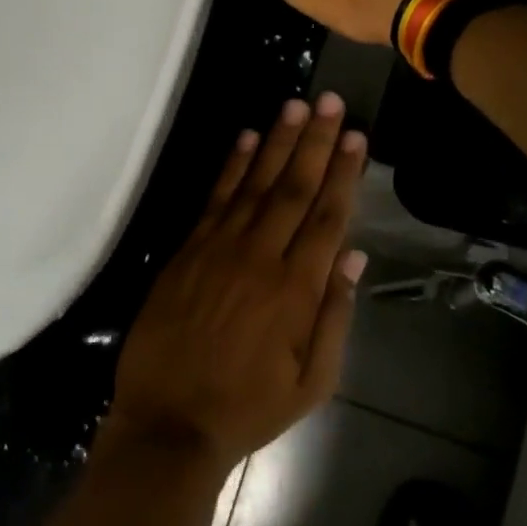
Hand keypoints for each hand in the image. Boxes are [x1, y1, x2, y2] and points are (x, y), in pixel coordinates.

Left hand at [104, 93, 368, 474]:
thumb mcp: (311, 382)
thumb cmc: (248, 408)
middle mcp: (260, 257)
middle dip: (315, 143)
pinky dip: (232, 166)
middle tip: (330, 103)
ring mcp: (219, 249)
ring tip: (296, 107)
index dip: (344, 174)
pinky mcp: (188, 251)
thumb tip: (354, 258)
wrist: (170, 422)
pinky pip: (215, 199)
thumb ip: (334, 317)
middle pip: (294, 189)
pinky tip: (247, 139)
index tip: (356, 137)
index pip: (327, 218)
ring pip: (255, 184)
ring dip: (278, 143)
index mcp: (296, 290)